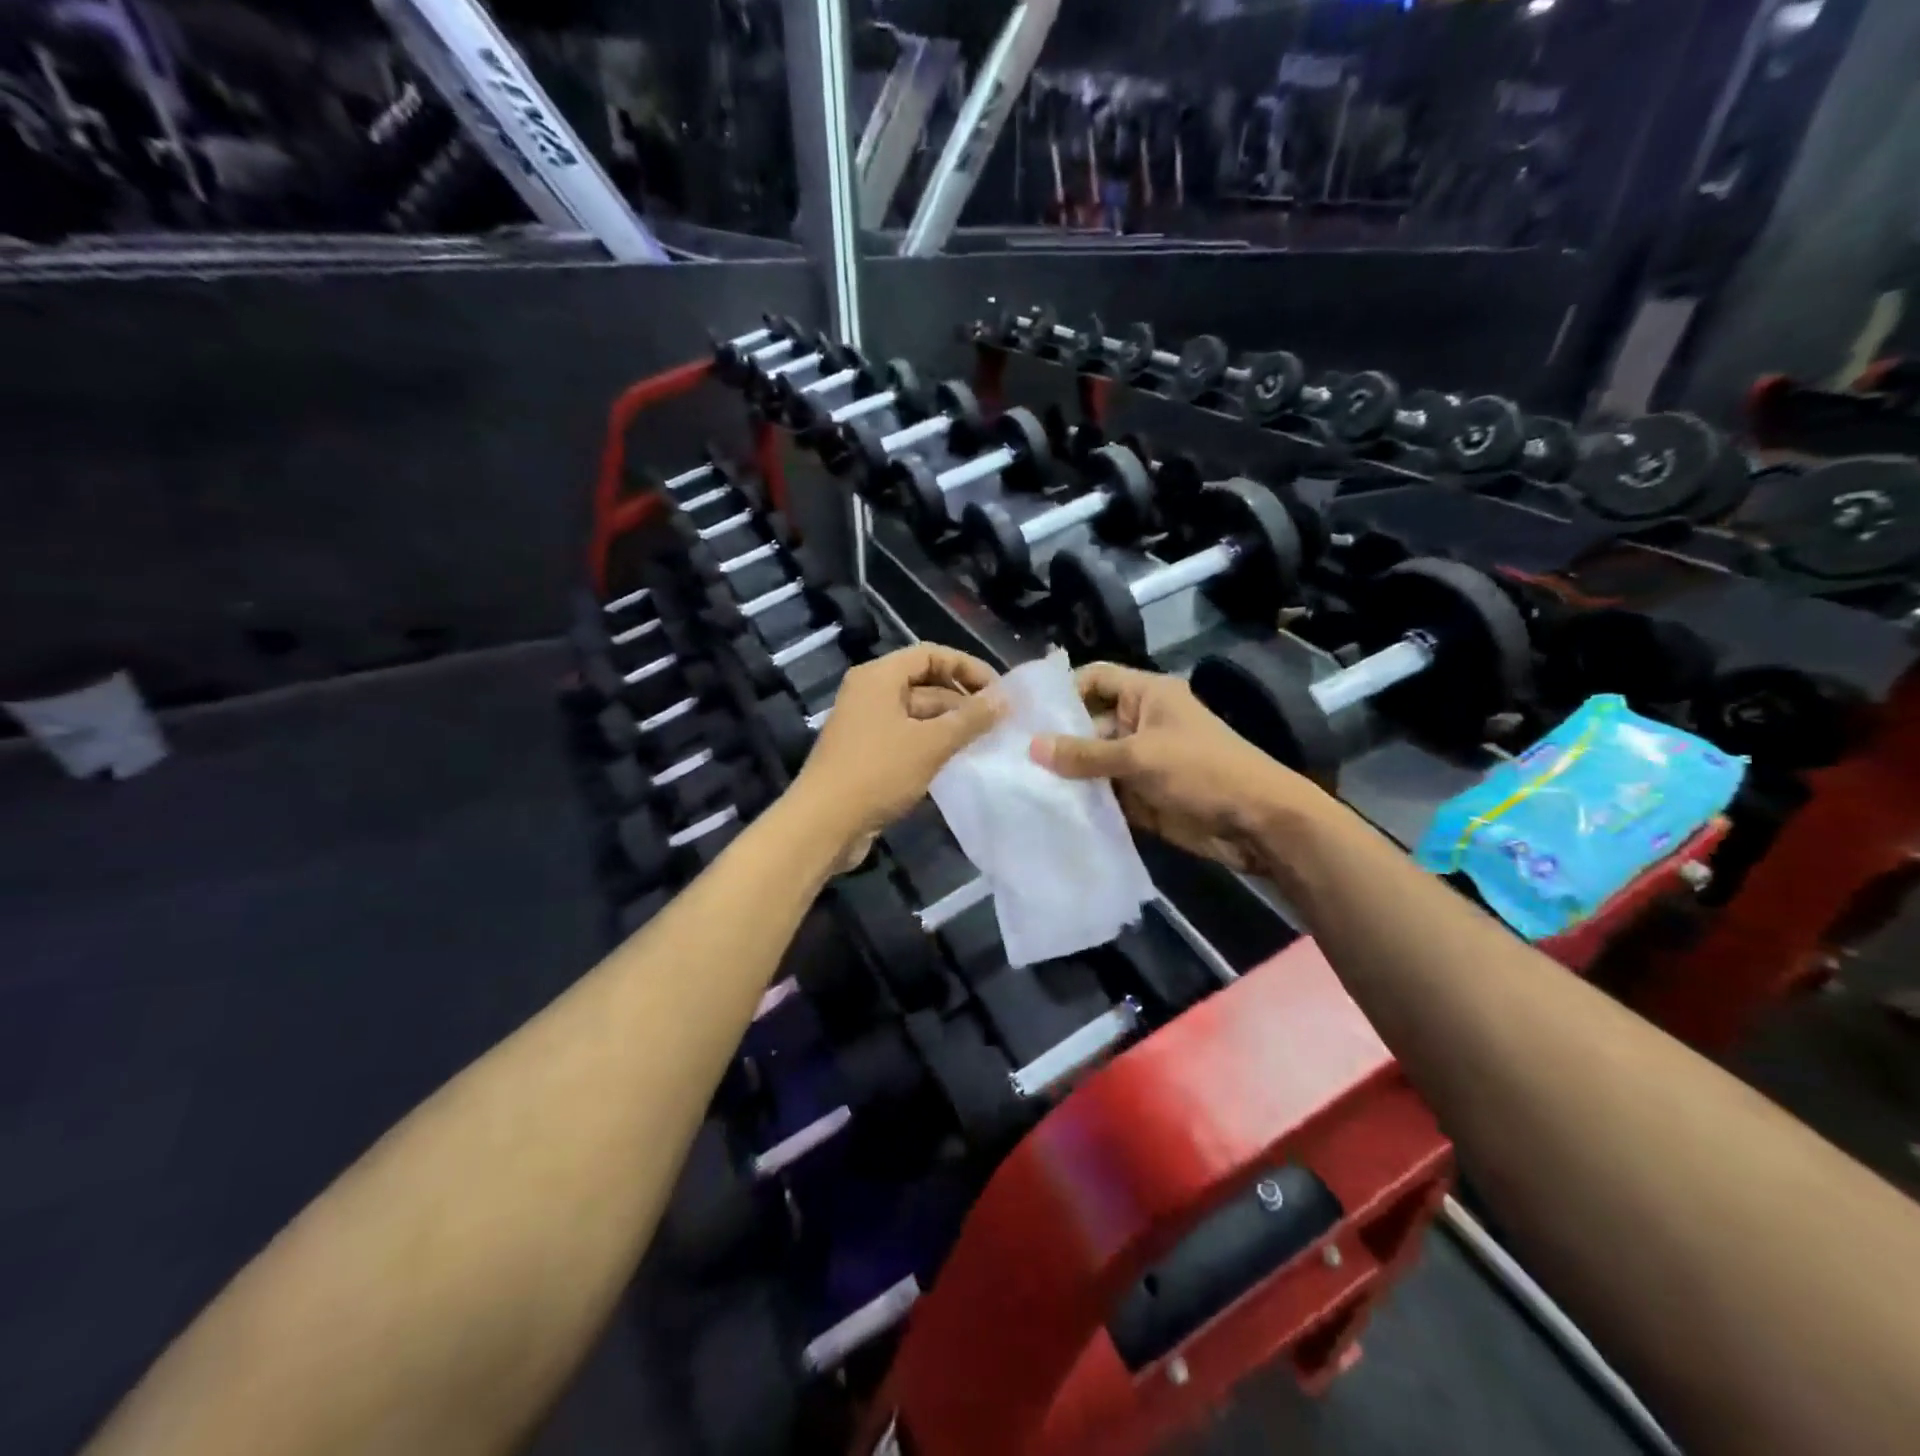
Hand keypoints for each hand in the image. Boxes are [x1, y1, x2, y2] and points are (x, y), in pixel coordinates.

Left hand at [792, 644, 1001, 860]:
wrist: (824, 823)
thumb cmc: (877, 773)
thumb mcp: (931, 743)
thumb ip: (970, 718)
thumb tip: (1004, 698)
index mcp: (878, 677)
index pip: (930, 655)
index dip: (967, 667)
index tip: (998, 691)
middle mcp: (869, 693)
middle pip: (924, 683)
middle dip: (961, 699)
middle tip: (998, 720)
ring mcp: (866, 724)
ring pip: (917, 713)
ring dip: (950, 723)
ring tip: (985, 740)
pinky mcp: (866, 753)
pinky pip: (906, 736)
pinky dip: (932, 742)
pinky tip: (957, 759)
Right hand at [1030, 661, 1320, 874]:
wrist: (1258, 824)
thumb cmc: (1203, 772)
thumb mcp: (1140, 757)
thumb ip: (1085, 755)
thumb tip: (1031, 748)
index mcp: (1147, 695)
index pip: (1095, 678)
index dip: (1063, 690)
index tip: (1025, 714)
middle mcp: (1140, 723)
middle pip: (1088, 723)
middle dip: (1056, 739)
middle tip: (1012, 756)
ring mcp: (1141, 761)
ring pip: (1094, 762)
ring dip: (1067, 774)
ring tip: (1021, 784)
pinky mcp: (1142, 796)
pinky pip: (1105, 793)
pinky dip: (1083, 801)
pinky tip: (1049, 810)